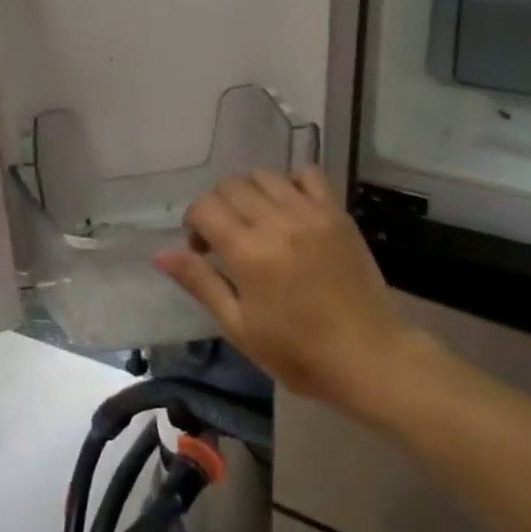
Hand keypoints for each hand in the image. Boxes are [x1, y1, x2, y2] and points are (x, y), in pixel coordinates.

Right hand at [154, 168, 418, 414]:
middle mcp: (278, 222)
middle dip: (218, 205)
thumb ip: (201, 283)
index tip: (201, 248)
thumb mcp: (239, 327)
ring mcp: (311, 213)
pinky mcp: (337, 213)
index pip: (205, 207)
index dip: (193, 222)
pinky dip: (291, 182)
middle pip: (231, 185)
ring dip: (250, 192)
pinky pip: (308, 174)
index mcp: (249, 253)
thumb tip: (161, 253)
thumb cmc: (298, 352)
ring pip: (265, 175)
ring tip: (256, 221)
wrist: (369, 357)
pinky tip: (290, 207)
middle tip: (226, 237)